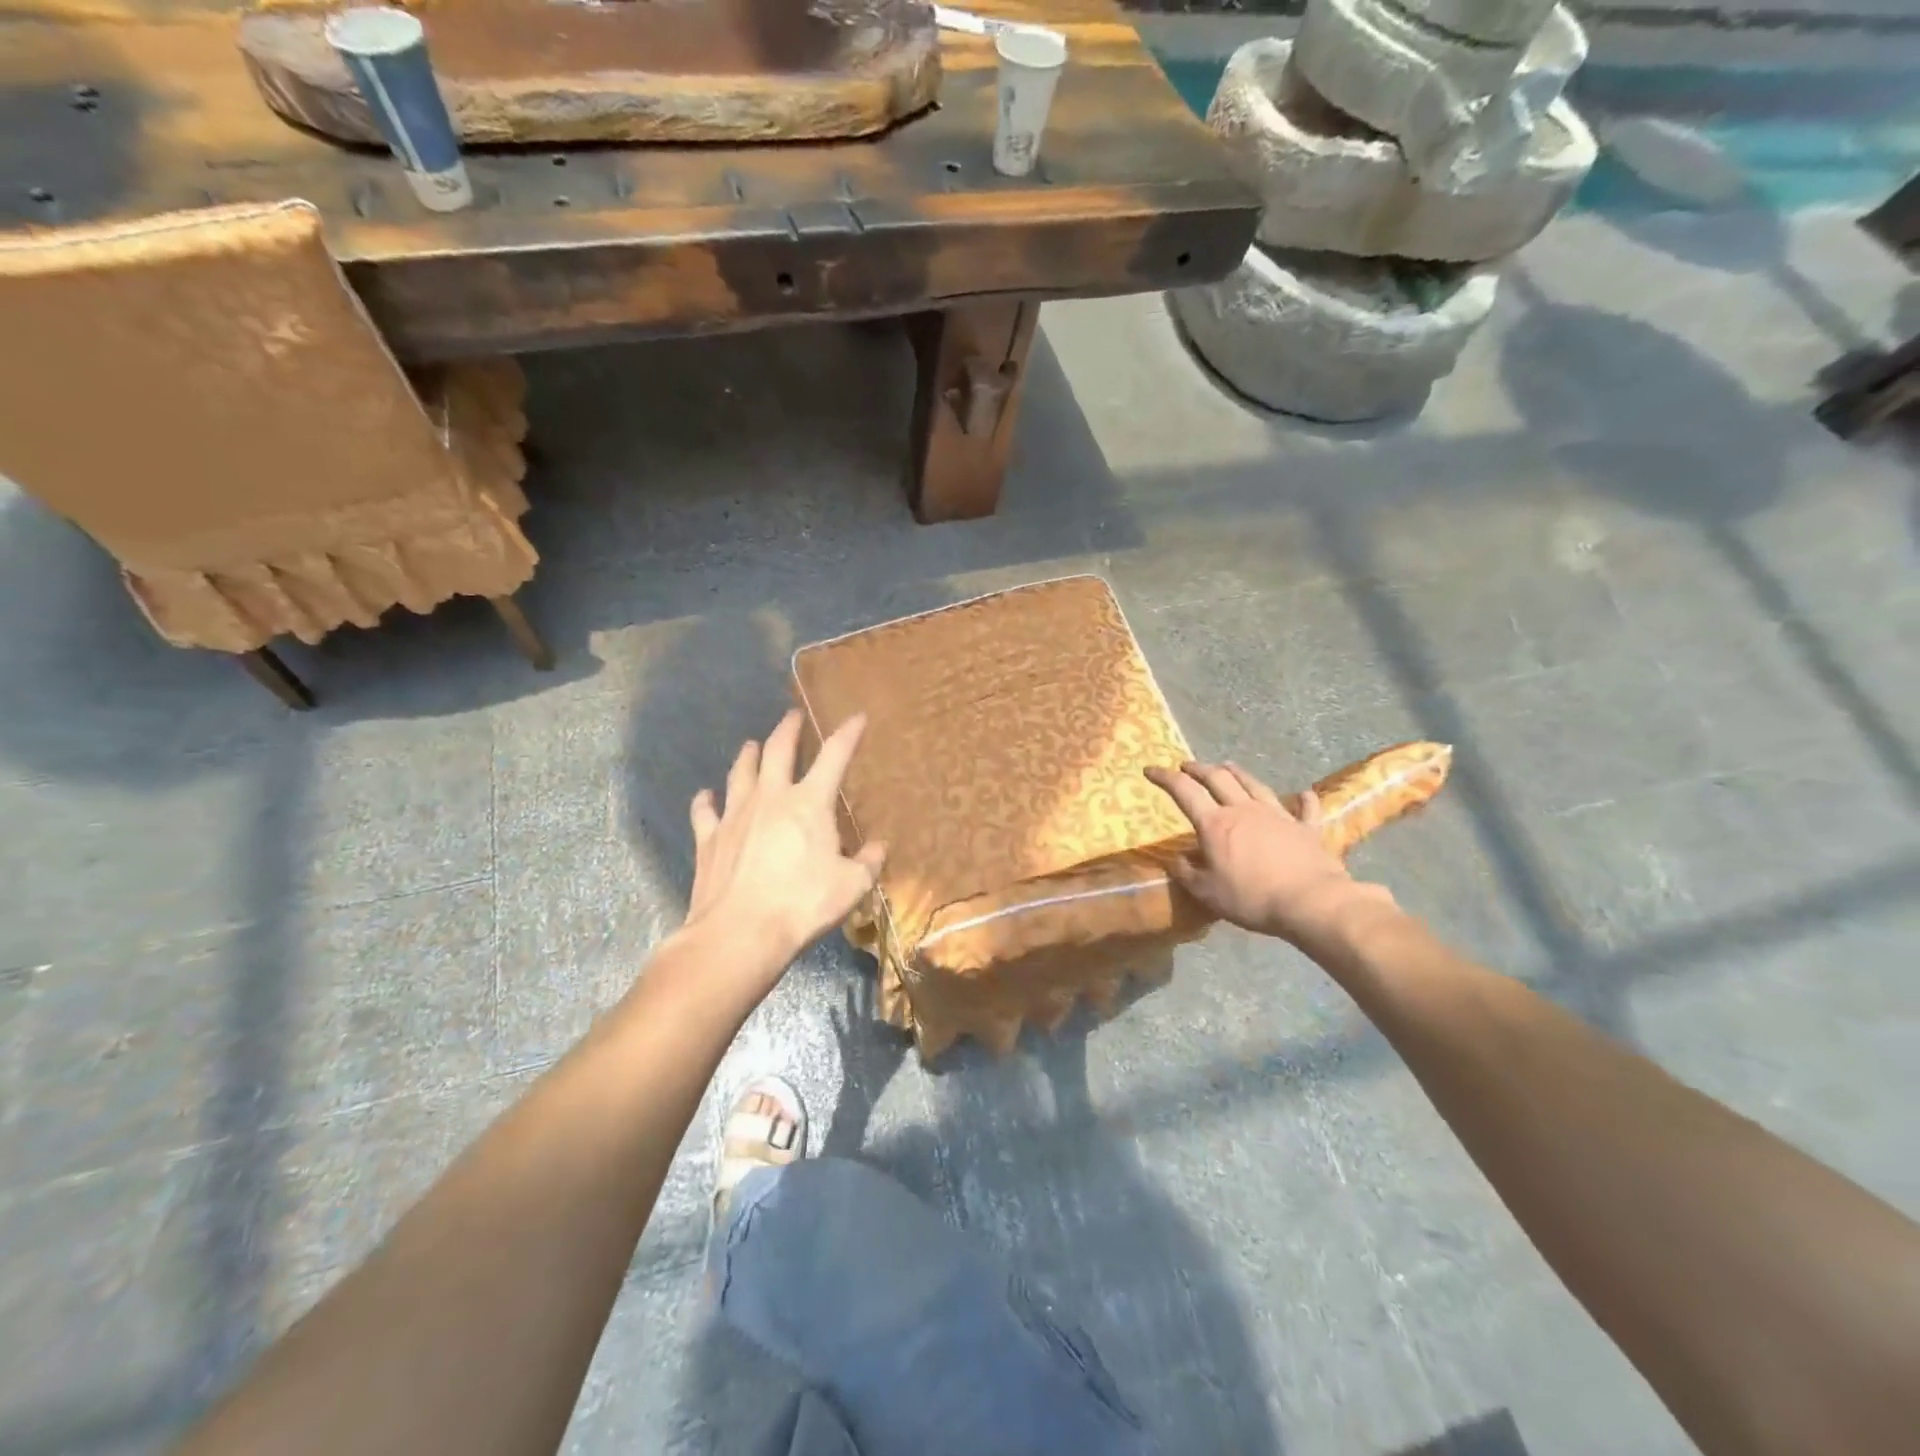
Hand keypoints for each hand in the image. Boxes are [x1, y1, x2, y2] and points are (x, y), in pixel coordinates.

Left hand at [682, 709, 886, 980]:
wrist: (740, 932)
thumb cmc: (803, 905)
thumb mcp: (852, 886)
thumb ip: (868, 862)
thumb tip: (879, 847)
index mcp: (810, 803)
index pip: (834, 756)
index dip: (848, 733)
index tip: (857, 717)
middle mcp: (771, 798)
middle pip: (778, 750)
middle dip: (788, 729)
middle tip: (793, 715)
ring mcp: (735, 815)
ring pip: (740, 772)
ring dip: (748, 755)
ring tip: (751, 744)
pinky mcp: (709, 838)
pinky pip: (705, 811)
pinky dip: (706, 800)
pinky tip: (706, 795)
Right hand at [1144, 760, 1395, 948]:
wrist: (1310, 901)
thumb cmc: (1251, 898)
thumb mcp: (1207, 892)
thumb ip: (1187, 873)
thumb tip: (1176, 859)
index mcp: (1215, 824)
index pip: (1184, 792)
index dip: (1165, 778)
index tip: (1150, 770)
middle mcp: (1244, 810)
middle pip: (1218, 779)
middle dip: (1199, 769)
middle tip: (1186, 766)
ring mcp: (1278, 816)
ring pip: (1254, 785)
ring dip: (1237, 773)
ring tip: (1227, 765)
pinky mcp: (1307, 829)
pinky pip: (1305, 809)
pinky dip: (1303, 800)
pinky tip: (1304, 794)